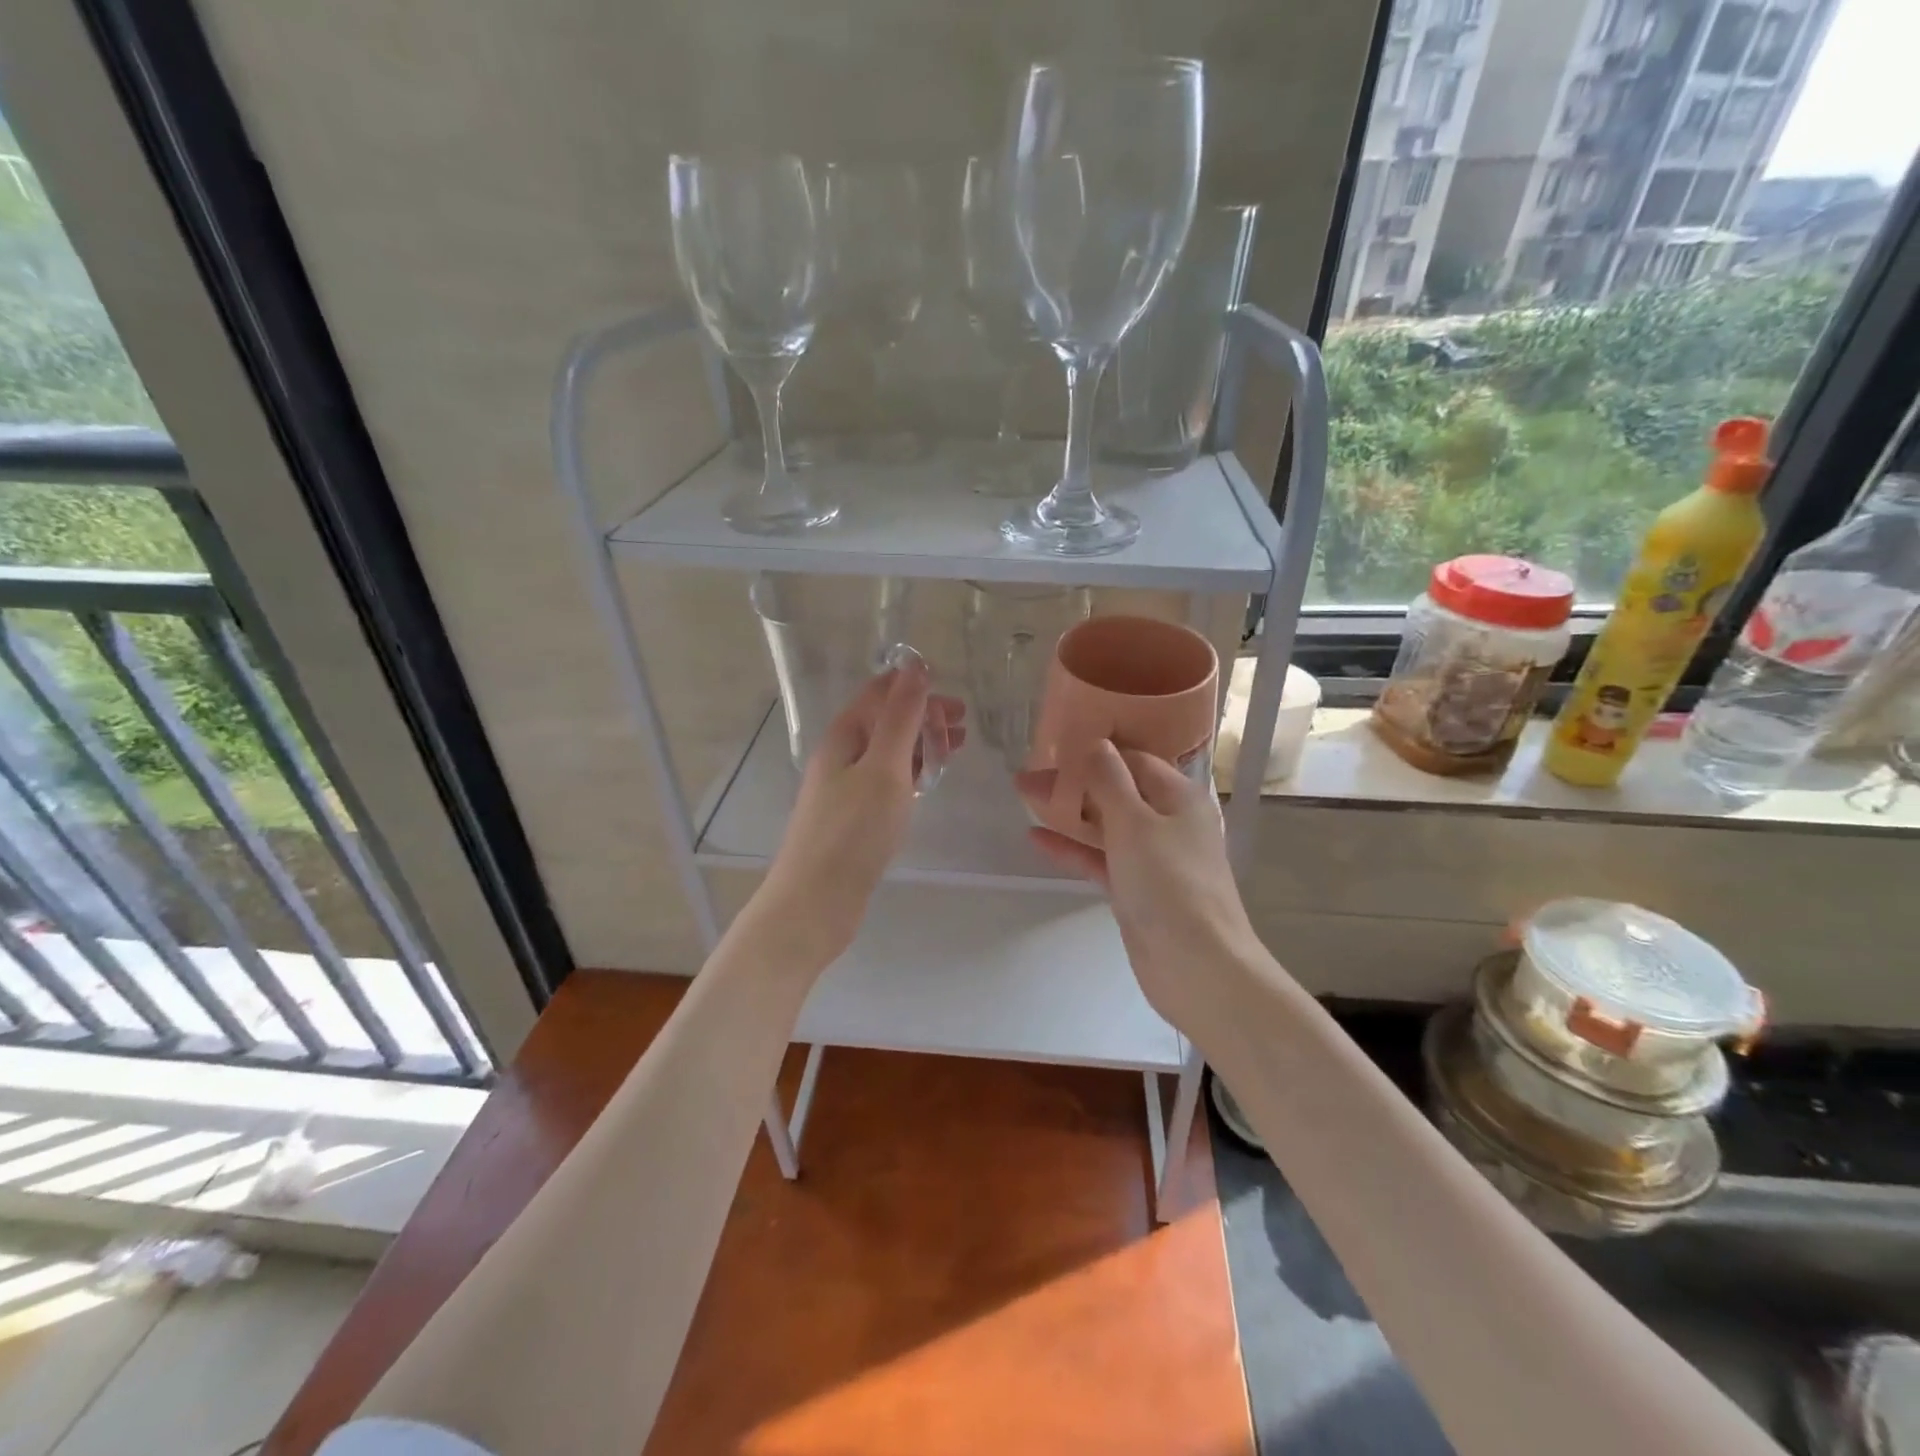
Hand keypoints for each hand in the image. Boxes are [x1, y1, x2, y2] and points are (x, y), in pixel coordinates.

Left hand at [760, 660, 964, 969]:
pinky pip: (886, 780)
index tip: (954, 698)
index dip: (915, 687)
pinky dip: (910, 772)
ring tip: (955, 750)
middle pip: (884, 721)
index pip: (879, 694)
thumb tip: (914, 665)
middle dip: (924, 716)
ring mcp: (844, 788)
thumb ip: (901, 717)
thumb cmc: (852, 831)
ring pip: (887, 752)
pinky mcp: (852, 818)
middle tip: (963, 727)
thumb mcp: (883, 767)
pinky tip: (926, 782)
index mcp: (844, 736)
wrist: (815, 901)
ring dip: (920, 743)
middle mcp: (840, 756)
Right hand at [1017, 743, 1261, 1036]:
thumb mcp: (1135, 823)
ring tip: (1024, 796)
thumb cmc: (1169, 884)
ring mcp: (1152, 857)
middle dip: (1073, 781)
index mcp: (1178, 796)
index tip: (1053, 745)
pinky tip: (1035, 839)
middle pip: (1116, 790)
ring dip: (1068, 811)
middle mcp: (1168, 821)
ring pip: (1105, 823)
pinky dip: (1072, 848)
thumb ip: (1110, 780)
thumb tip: (1095, 742)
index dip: (1094, 750)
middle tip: (1027, 775)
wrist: (1197, 967)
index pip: (1133, 758)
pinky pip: (1100, 858)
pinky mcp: (1136, 888)